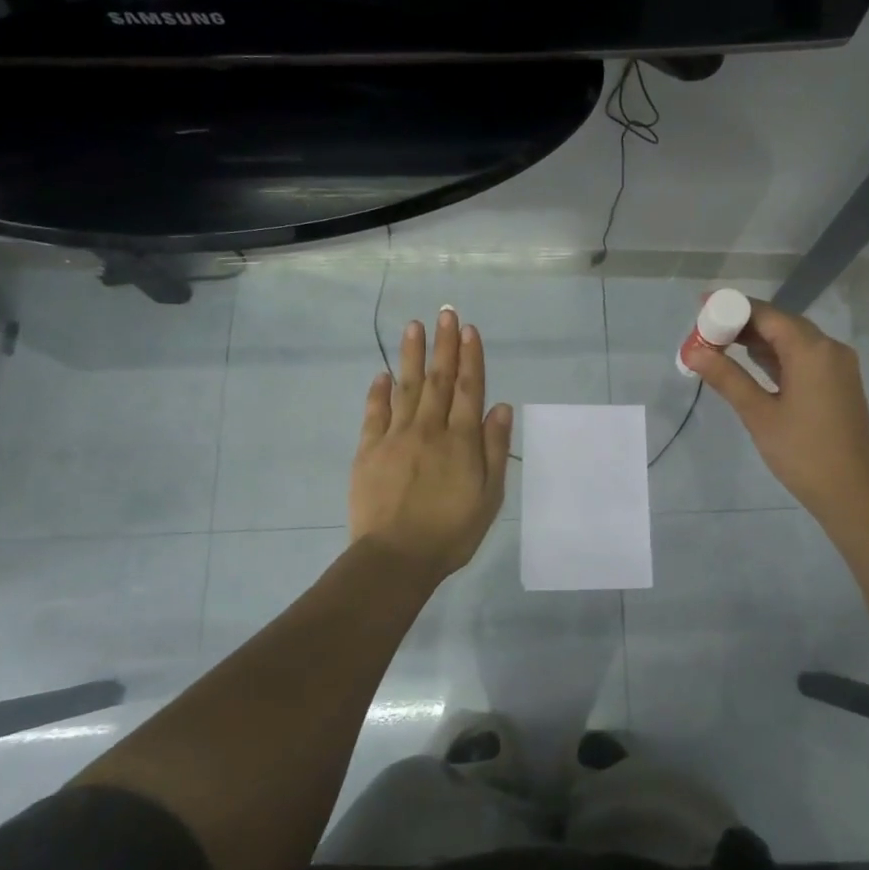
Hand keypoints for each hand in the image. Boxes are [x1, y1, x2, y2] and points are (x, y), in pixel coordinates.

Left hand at [350, 308, 513, 577]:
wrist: (396, 558)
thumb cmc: (451, 531)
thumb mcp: (489, 497)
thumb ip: (494, 449)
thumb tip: (500, 406)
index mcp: (461, 440)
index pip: (469, 389)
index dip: (471, 357)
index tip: (468, 329)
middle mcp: (429, 429)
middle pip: (439, 379)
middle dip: (444, 345)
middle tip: (445, 312)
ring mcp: (395, 437)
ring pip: (406, 387)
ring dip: (411, 355)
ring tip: (413, 326)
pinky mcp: (368, 450)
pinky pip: (374, 413)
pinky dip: (378, 392)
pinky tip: (382, 374)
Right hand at [685, 298, 868, 527]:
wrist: (853, 494)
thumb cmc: (803, 453)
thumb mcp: (759, 414)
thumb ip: (726, 377)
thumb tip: (692, 351)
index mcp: (812, 350)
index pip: (766, 314)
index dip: (732, 307)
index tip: (700, 308)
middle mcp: (829, 348)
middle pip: (780, 323)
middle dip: (741, 323)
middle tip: (704, 331)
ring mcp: (837, 366)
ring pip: (792, 339)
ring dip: (757, 340)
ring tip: (718, 345)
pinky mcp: (838, 383)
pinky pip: (802, 356)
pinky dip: (776, 355)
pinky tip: (750, 362)